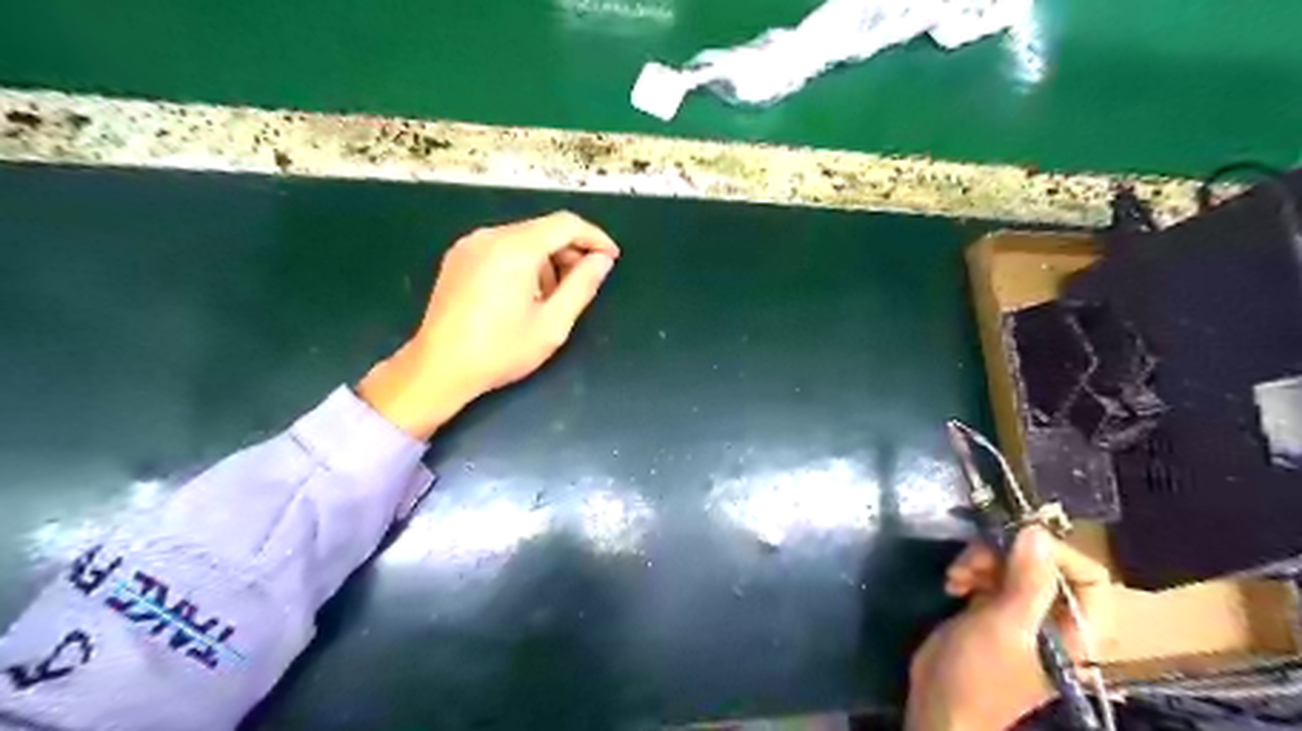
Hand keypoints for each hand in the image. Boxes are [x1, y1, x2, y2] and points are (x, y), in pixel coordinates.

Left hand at [355, 212, 618, 439]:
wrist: (439, 368)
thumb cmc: (500, 350)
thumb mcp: (553, 323)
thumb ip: (582, 286)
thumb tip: (602, 260)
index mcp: (515, 248)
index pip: (566, 224)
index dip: (594, 238)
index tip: (611, 259)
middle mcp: (490, 236)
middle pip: (543, 230)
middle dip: (569, 252)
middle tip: (583, 285)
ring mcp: (469, 245)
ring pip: (523, 239)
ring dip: (546, 260)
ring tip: (550, 299)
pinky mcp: (458, 258)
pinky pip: (502, 248)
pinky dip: (523, 262)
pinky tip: (523, 295)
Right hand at [909, 525, 1106, 730]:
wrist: (939, 703)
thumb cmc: (980, 674)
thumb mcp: (1005, 626)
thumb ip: (1027, 580)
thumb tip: (1037, 530)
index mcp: (1079, 632)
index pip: (1089, 576)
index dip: (1053, 553)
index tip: (1012, 542)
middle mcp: (1057, 619)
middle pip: (1044, 563)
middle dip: (1005, 555)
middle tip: (972, 560)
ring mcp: (1023, 612)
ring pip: (1012, 563)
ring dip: (980, 561)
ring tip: (956, 577)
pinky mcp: (994, 608)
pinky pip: (990, 573)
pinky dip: (970, 571)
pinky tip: (953, 584)